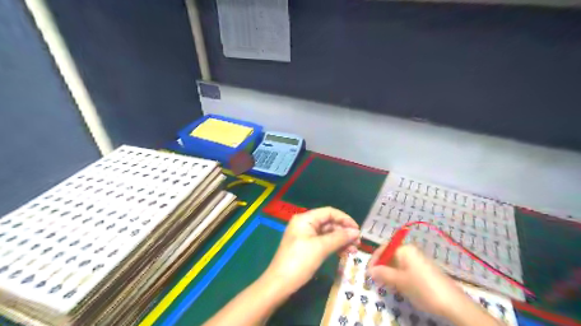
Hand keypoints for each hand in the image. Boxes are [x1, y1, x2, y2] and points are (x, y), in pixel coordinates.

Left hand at [264, 209, 359, 294]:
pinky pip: (323, 242)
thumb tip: (356, 232)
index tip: (358, 230)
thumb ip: (339, 237)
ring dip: (341, 240)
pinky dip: (334, 246)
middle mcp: (305, 224)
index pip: (329, 212)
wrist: (279, 284)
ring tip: (353, 250)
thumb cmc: (299, 262)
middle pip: (329, 223)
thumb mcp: (320, 248)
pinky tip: (344, 253)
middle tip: (358, 243)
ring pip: (327, 234)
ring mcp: (305, 236)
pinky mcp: (306, 247)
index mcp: (305, 219)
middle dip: (344, 231)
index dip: (345, 219)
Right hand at [369, 244, 467, 318]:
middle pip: (390, 254)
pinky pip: (406, 269)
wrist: (453, 304)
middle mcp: (411, 251)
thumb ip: (383, 274)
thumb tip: (370, 270)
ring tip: (384, 283)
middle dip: (381, 266)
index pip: (383, 248)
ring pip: (398, 263)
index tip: (368, 271)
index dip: (374, 259)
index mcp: (405, 249)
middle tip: (375, 278)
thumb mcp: (399, 282)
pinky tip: (398, 286)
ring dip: (389, 271)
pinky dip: (398, 275)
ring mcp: (419, 260)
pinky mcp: (424, 270)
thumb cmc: (423, 288)